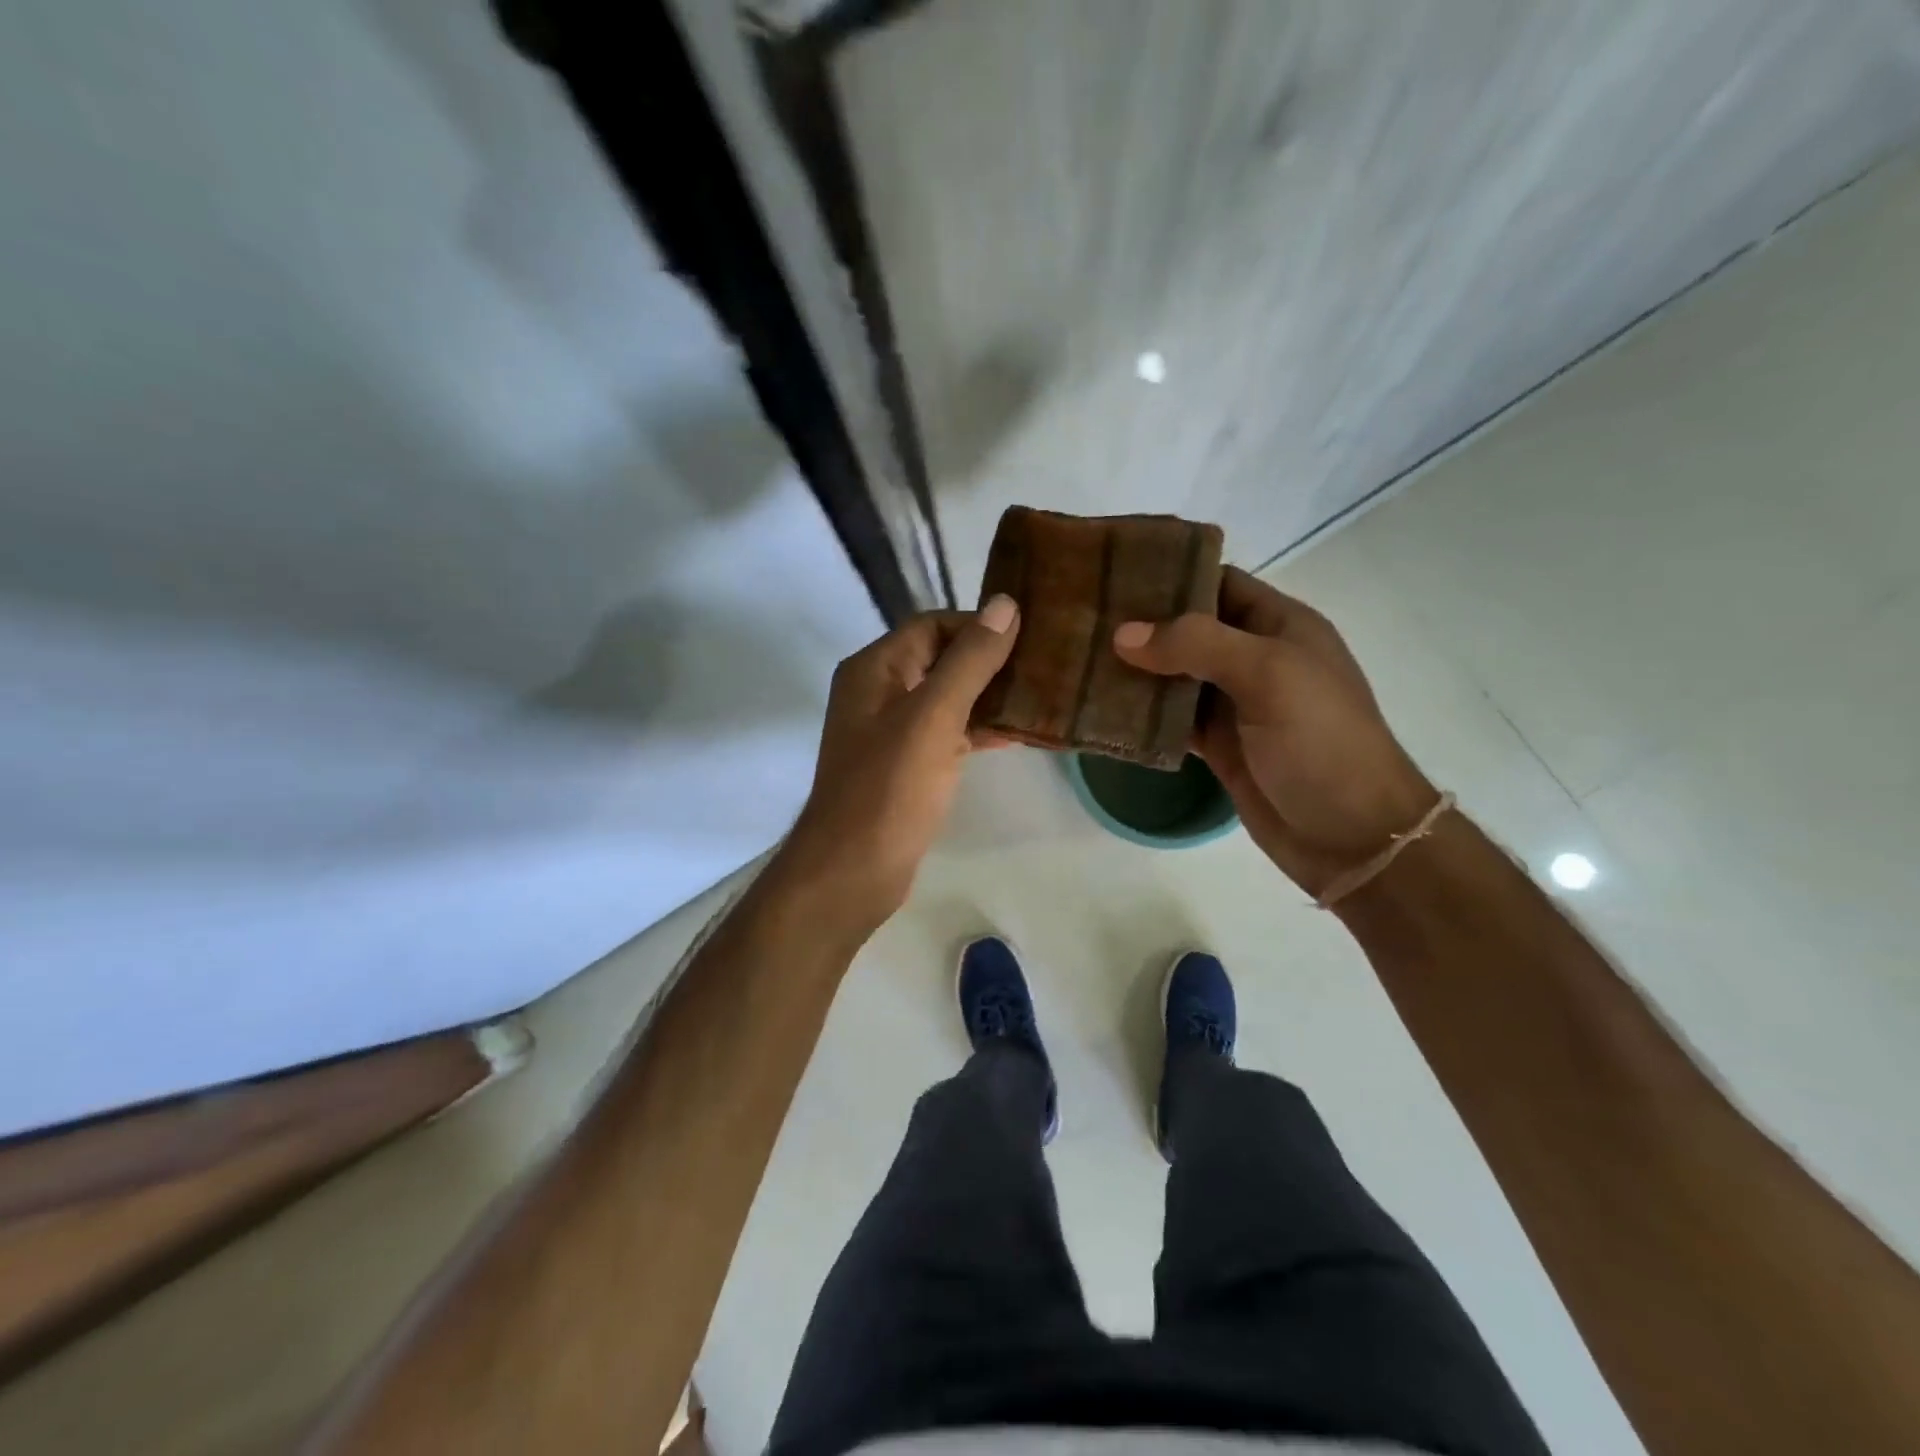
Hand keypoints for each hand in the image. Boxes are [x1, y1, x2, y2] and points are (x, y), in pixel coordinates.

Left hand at [776, 596, 1019, 933]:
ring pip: (947, 698)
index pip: (932, 625)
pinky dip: (978, 729)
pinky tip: (1018, 734)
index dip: (978, 626)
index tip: (1029, 637)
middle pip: (940, 659)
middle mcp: (878, 692)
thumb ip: (970, 660)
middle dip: (989, 660)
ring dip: (988, 696)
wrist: (853, 871)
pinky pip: (947, 733)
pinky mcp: (906, 765)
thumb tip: (1005, 603)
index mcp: (875, 669)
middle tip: (1044, 665)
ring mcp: (891, 731)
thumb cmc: (890, 788)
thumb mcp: (933, 717)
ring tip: (1042, 696)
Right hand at [1112, 567, 1437, 895]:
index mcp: (1279, 625)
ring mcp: (1234, 704)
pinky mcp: (1217, 745)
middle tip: (1084, 619)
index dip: (1170, 576)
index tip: (1114, 575)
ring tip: (1080, 657)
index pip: (1217, 583)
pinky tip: (1102, 708)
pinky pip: (1171, 719)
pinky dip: (1141, 714)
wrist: (1352, 835)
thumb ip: (1197, 645)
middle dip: (1142, 624)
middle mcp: (1253, 657)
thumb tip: (1124, 634)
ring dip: (1135, 670)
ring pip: (1174, 675)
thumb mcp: (1268, 675)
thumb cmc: (1321, 741)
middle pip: (1188, 629)